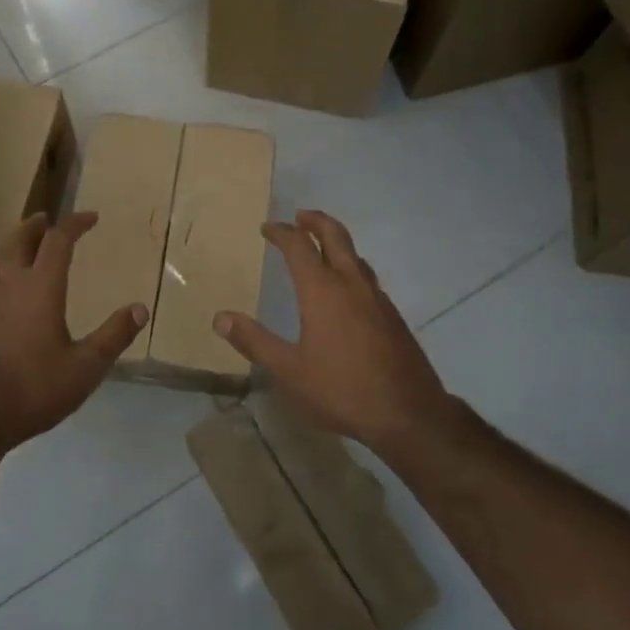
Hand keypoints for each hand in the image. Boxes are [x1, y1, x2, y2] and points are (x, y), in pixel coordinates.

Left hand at [0, 212, 146, 455]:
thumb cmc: (33, 389)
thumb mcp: (85, 367)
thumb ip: (114, 336)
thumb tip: (140, 308)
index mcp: (40, 287)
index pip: (58, 241)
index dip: (75, 224)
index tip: (91, 217)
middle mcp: (10, 285)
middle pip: (19, 240)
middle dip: (35, 226)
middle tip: (47, 219)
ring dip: (15, 246)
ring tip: (26, 249)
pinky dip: (1, 272)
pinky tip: (5, 291)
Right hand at [213, 210, 449, 455]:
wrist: (409, 413)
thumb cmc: (342, 389)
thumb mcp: (289, 371)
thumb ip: (254, 341)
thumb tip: (220, 318)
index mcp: (322, 290)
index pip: (299, 246)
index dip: (281, 232)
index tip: (267, 228)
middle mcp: (351, 283)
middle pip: (335, 235)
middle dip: (315, 221)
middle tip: (299, 217)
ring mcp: (377, 298)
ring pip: (355, 255)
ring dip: (336, 242)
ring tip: (321, 248)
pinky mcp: (392, 316)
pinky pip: (367, 277)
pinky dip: (351, 267)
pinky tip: (347, 290)